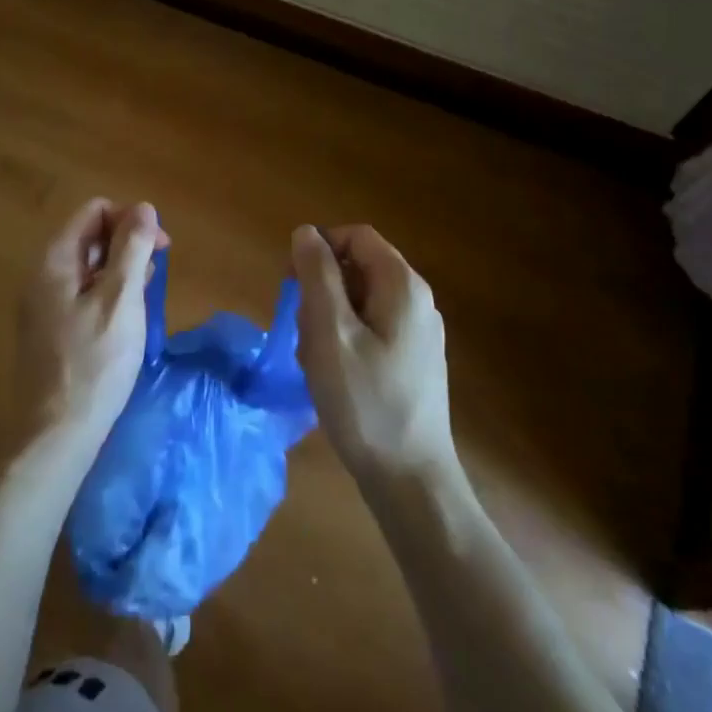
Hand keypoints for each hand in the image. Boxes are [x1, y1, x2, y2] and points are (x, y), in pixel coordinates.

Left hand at [18, 199, 167, 446]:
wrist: (56, 433)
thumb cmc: (95, 362)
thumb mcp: (121, 300)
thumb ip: (132, 249)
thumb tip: (144, 207)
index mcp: (55, 260)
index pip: (95, 211)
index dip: (130, 220)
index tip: (159, 248)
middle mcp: (42, 274)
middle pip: (89, 236)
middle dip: (127, 245)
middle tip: (156, 275)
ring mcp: (42, 304)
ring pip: (88, 267)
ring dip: (120, 271)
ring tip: (145, 298)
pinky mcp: (48, 330)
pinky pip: (81, 294)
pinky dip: (107, 294)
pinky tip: (125, 319)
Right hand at [292, 224, 456, 488]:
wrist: (411, 480)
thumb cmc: (364, 401)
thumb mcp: (329, 332)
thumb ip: (316, 275)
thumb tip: (306, 232)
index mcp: (402, 286)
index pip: (356, 235)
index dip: (319, 247)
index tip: (291, 282)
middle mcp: (418, 301)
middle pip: (358, 267)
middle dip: (321, 289)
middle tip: (302, 329)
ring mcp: (419, 333)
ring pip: (360, 301)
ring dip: (328, 318)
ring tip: (315, 359)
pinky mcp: (414, 360)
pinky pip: (371, 329)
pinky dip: (345, 339)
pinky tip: (333, 375)